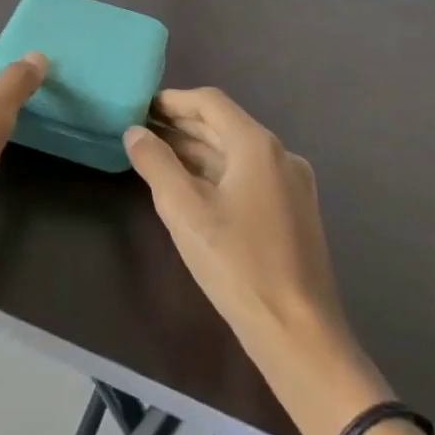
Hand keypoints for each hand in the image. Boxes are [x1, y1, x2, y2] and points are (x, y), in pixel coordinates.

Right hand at [125, 90, 434, 434]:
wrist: (299, 333)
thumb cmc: (238, 265)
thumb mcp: (185, 211)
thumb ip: (155, 164)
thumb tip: (135, 132)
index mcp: (257, 146)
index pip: (210, 103)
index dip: (173, 101)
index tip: (140, 107)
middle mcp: (280, 155)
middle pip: (224, 125)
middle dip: (182, 126)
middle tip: (141, 131)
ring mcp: (291, 184)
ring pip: (236, 152)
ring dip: (197, 150)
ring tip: (157, 156)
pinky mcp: (293, 211)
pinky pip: (248, 176)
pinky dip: (216, 173)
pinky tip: (191, 188)